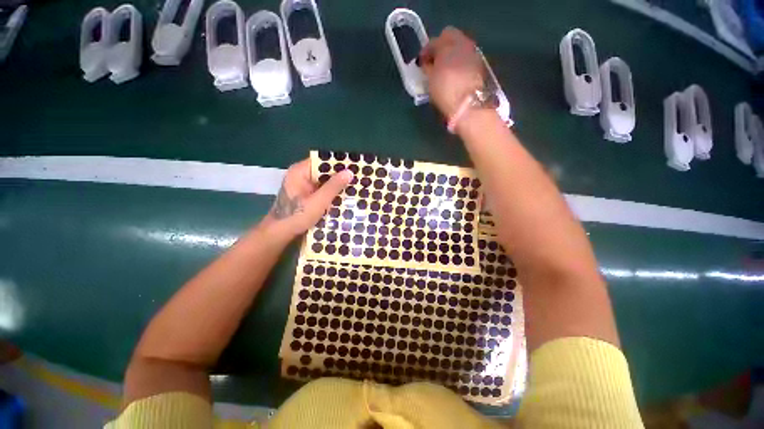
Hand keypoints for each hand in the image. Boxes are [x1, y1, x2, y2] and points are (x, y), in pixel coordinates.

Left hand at [269, 159, 352, 236]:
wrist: (279, 234)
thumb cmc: (296, 216)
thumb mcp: (318, 201)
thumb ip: (333, 186)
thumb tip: (349, 172)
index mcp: (300, 171)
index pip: (322, 161)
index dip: (338, 164)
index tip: (354, 168)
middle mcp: (301, 175)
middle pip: (324, 171)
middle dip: (340, 176)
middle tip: (358, 179)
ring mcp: (304, 185)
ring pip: (324, 181)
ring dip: (337, 186)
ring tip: (355, 187)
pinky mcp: (306, 195)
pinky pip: (322, 190)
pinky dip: (331, 193)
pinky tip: (344, 197)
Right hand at [419, 27, 484, 117]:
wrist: (469, 105)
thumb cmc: (446, 91)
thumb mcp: (430, 80)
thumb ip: (428, 67)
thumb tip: (427, 63)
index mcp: (447, 44)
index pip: (434, 41)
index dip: (426, 51)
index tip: (421, 63)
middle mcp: (463, 43)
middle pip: (450, 37)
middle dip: (441, 47)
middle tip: (433, 62)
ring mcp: (473, 53)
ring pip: (460, 47)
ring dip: (451, 55)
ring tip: (443, 70)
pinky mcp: (480, 65)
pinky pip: (466, 58)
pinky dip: (459, 63)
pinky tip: (454, 76)